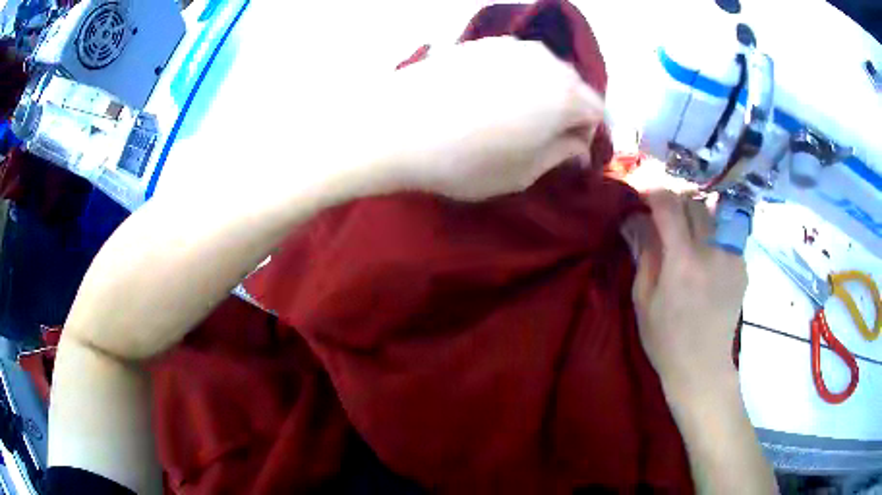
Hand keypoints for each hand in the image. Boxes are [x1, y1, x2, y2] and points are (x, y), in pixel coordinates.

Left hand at [382, 36, 603, 200]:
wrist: (394, 126)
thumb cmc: (466, 161)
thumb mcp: (523, 173)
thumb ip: (561, 155)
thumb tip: (577, 145)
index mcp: (565, 95)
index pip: (597, 112)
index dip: (587, 135)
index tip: (568, 154)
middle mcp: (545, 61)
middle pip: (573, 86)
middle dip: (566, 111)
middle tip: (542, 137)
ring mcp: (510, 46)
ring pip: (543, 70)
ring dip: (540, 93)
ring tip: (513, 117)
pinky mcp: (479, 43)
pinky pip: (513, 62)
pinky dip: (513, 79)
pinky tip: (488, 97)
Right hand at [631, 192, 747, 403]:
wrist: (703, 367)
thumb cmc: (666, 340)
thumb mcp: (644, 299)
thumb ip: (644, 253)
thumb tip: (637, 220)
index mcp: (683, 262)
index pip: (669, 205)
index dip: (653, 192)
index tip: (643, 195)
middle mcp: (712, 252)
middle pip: (694, 202)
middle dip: (675, 201)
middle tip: (663, 215)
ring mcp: (732, 257)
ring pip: (712, 214)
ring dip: (694, 215)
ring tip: (685, 232)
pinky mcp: (742, 266)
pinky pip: (725, 234)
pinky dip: (711, 234)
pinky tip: (704, 256)